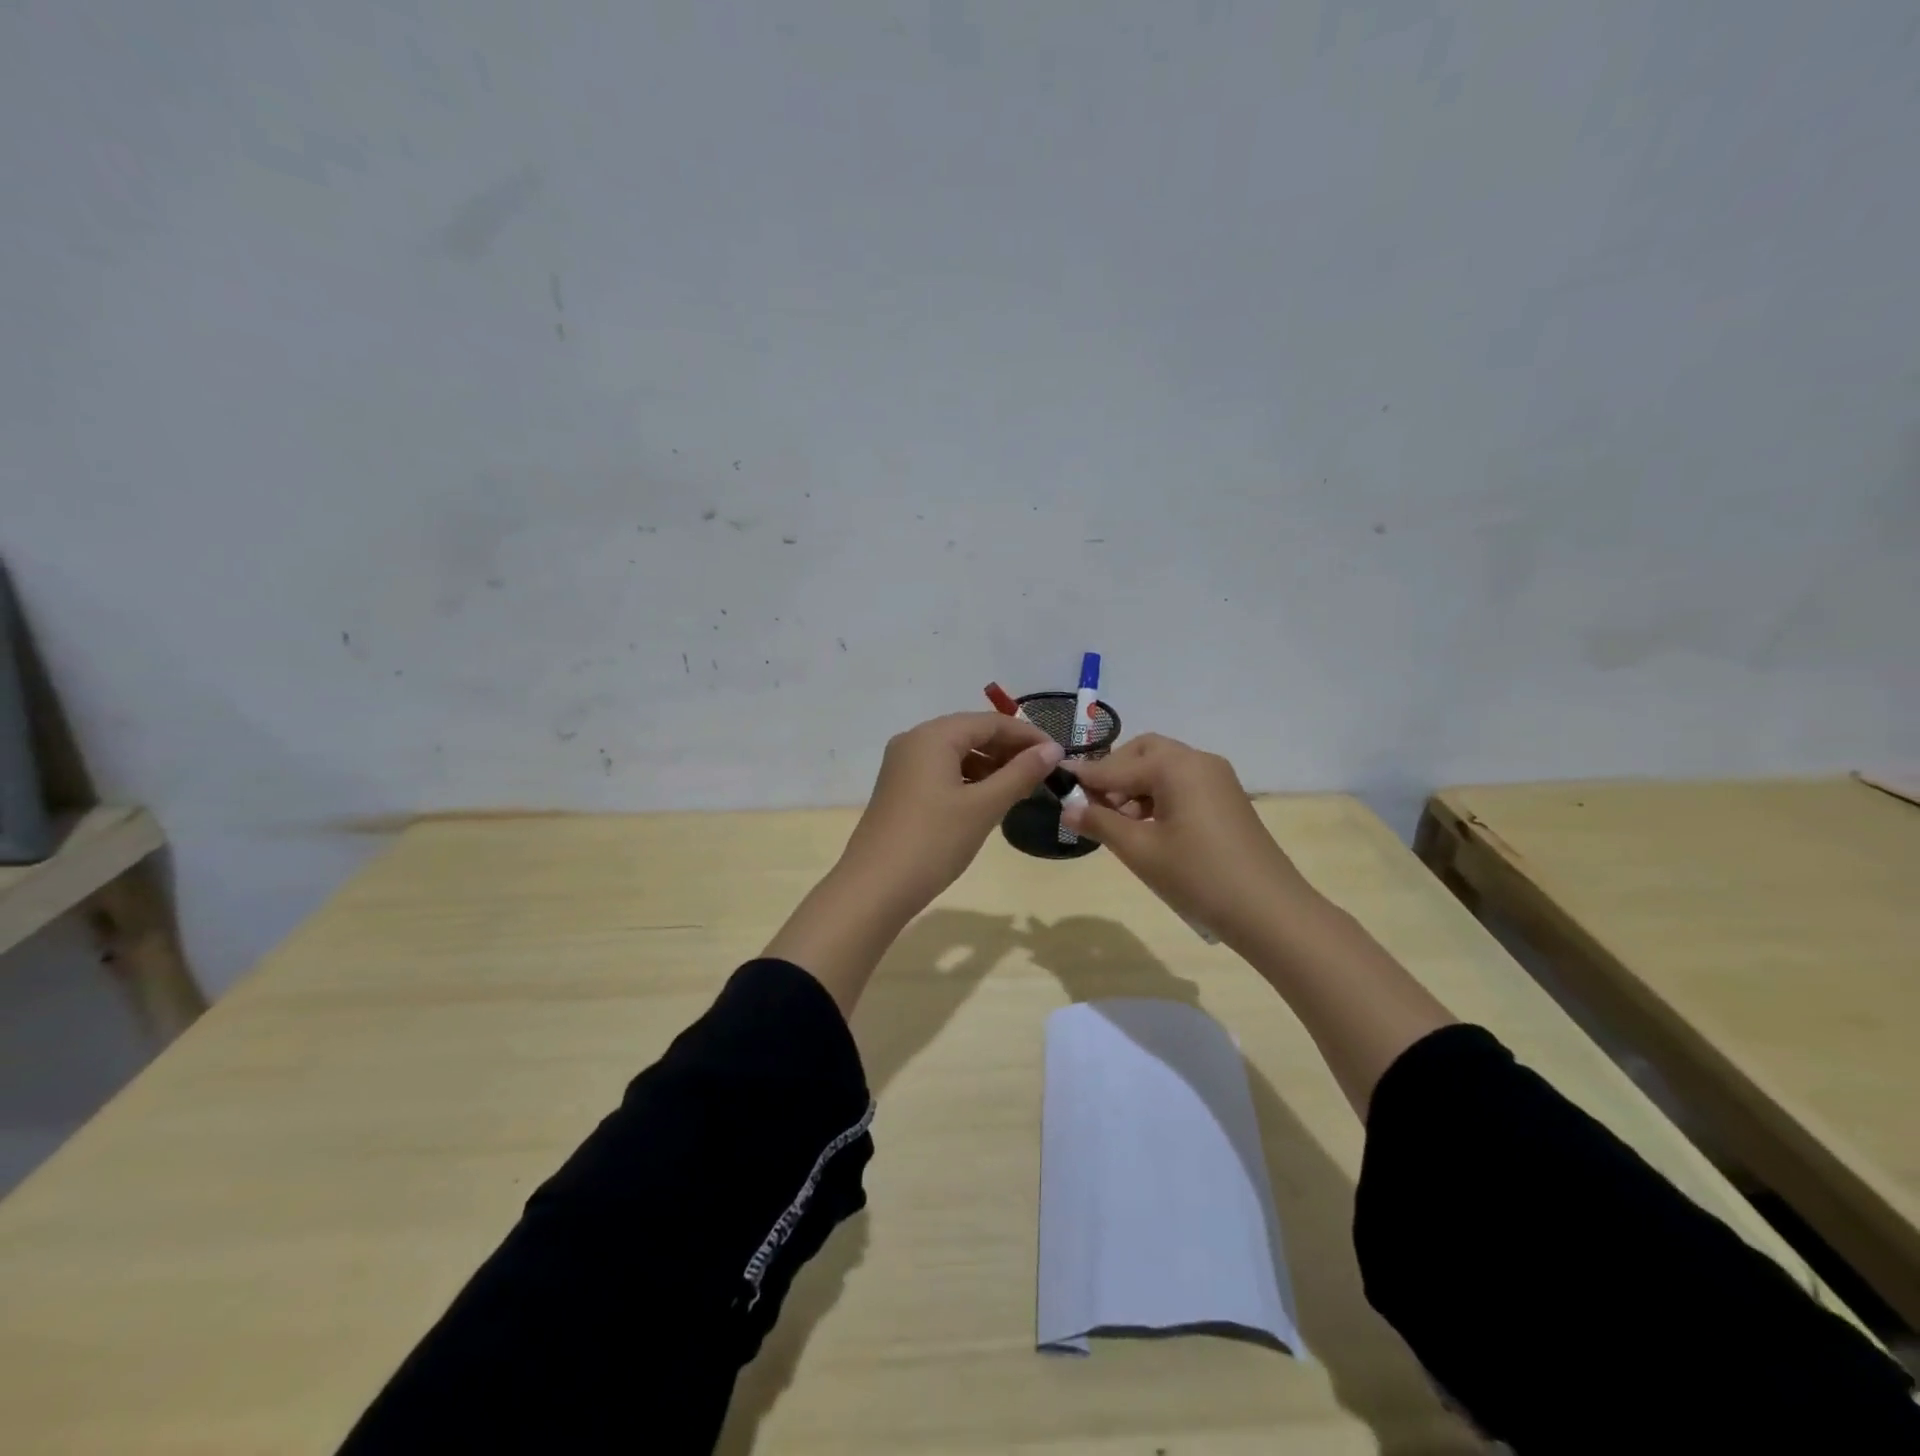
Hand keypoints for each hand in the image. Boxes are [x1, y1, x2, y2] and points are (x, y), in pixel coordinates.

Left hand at [767, 713, 1062, 1013]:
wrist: (874, 888)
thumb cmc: (933, 842)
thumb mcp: (983, 807)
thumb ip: (1020, 774)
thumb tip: (1054, 750)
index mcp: (933, 736)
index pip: (990, 722)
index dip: (1027, 736)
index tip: (1060, 756)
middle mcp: (914, 741)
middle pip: (972, 733)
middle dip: (1009, 750)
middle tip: (1044, 773)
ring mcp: (902, 765)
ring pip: (957, 753)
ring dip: (990, 766)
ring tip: (1021, 788)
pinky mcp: (899, 789)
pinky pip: (942, 771)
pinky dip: (969, 780)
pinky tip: (988, 800)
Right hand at [1060, 733, 1314, 949]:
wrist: (1269, 911)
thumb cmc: (1198, 876)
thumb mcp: (1140, 851)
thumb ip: (1100, 823)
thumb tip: (1069, 808)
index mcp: (1176, 766)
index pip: (1117, 766)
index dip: (1084, 776)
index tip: (1055, 780)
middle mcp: (1198, 761)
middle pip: (1143, 753)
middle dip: (1113, 773)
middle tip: (1092, 804)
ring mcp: (1217, 779)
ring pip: (1163, 769)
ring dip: (1134, 787)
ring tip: (1116, 823)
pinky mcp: (1227, 799)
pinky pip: (1181, 784)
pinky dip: (1157, 797)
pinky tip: (1145, 827)